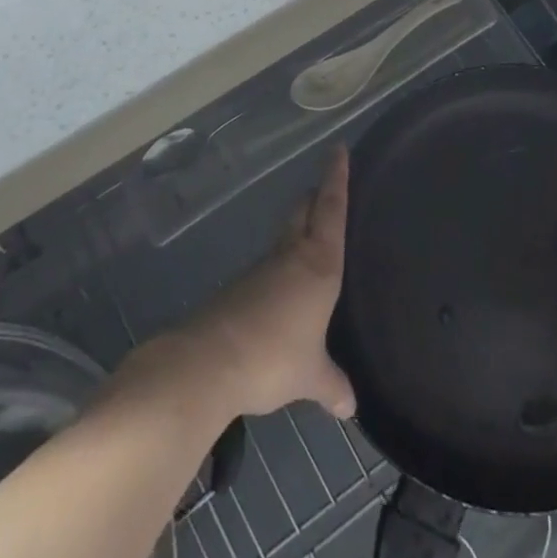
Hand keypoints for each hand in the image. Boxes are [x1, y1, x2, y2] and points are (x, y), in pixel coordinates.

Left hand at [173, 147, 356, 419]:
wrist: (205, 365)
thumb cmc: (273, 357)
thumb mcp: (310, 375)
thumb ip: (331, 385)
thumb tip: (350, 407)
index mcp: (318, 264)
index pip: (331, 209)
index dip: (337, 178)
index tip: (339, 149)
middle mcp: (291, 257)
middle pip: (304, 212)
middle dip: (316, 196)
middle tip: (328, 186)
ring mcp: (261, 271)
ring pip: (285, 238)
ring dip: (298, 231)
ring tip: (313, 238)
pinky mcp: (238, 290)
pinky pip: (269, 268)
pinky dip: (281, 267)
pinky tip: (284, 289)